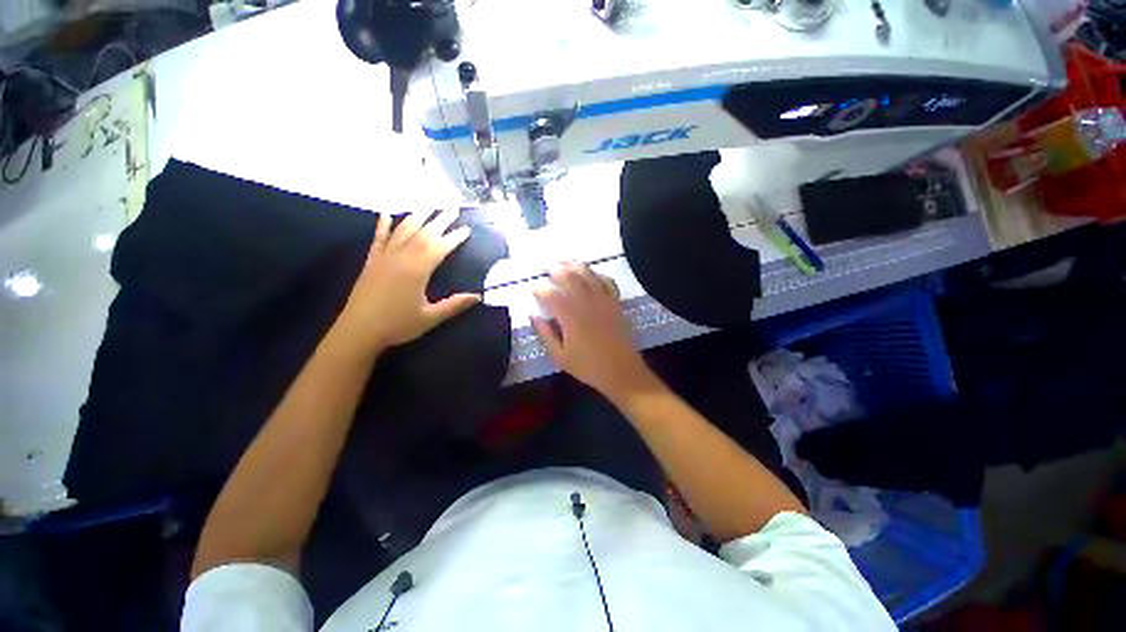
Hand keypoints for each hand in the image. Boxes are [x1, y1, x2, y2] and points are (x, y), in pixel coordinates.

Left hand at [334, 210, 480, 352]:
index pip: (439, 248)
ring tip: (428, 206)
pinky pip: (378, 239)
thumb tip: (478, 297)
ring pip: (402, 231)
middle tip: (452, 209)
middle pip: (423, 234)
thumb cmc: (398, 325)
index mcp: (417, 271)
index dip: (454, 238)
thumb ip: (454, 305)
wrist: (359, 331)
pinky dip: (383, 226)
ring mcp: (384, 257)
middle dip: (439, 221)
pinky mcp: (372, 262)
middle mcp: (401, 258)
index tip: (466, 229)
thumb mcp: (430, 318)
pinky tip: (386, 214)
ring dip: (416, 217)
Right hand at [532, 262, 661, 403]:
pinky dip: (599, 275)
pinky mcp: (616, 304)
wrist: (622, 372)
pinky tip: (593, 275)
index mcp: (571, 319)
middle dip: (558, 271)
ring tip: (567, 262)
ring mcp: (604, 302)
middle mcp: (587, 305)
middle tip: (550, 268)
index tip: (535, 289)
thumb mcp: (560, 357)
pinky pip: (608, 282)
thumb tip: (533, 317)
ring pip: (590, 276)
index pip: (552, 297)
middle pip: (571, 279)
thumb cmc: (589, 367)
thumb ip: (545, 335)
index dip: (541, 291)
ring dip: (577, 267)